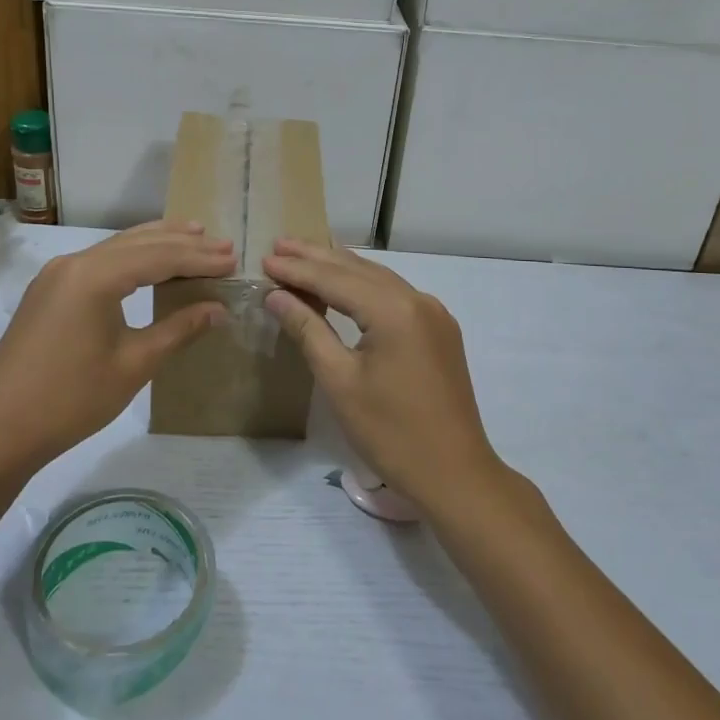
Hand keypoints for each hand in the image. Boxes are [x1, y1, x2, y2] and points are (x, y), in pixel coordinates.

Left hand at [0, 220, 233, 471]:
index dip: (199, 259)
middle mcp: (74, 263)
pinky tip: (148, 262)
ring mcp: (56, 275)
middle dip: (182, 244)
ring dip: (156, 244)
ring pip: (116, 248)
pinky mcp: (48, 291)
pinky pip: (99, 262)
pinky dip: (130, 258)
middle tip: (222, 245)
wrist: (0, 430)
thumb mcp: (134, 364)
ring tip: (193, 235)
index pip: (159, 257)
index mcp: (95, 276)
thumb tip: (218, 308)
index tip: (232, 259)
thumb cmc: (73, 399)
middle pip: (138, 244)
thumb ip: (179, 329)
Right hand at [262, 238, 502, 513]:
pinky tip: (345, 285)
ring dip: (341, 268)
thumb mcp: (339, 381)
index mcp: (394, 310)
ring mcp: (434, 314)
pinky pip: (395, 295)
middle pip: (359, 270)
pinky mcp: (439, 331)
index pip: (336, 279)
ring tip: (304, 256)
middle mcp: (418, 300)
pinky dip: (364, 286)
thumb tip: (276, 295)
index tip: (265, 258)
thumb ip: (308, 329)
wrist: (454, 474)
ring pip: (379, 279)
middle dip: (317, 257)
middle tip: (279, 244)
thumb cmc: (390, 432)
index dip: (298, 269)